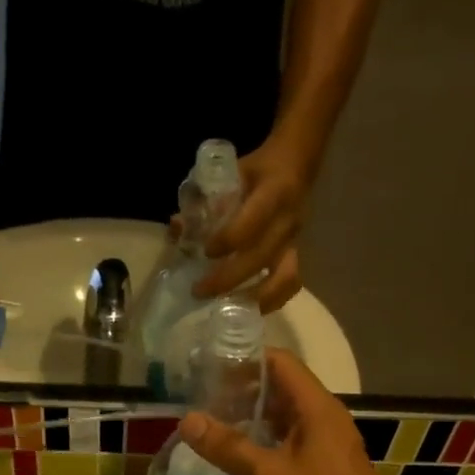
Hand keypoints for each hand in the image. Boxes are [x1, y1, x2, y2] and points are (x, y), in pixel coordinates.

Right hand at [177, 350, 407, 474]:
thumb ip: (228, 446)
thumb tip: (187, 420)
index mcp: (317, 409)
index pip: (280, 363)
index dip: (244, 360)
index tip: (206, 368)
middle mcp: (324, 421)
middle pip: (280, 391)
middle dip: (240, 393)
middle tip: (199, 402)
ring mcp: (326, 449)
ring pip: (283, 423)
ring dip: (249, 423)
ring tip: (210, 431)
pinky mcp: (323, 474)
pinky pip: (288, 448)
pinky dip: (262, 448)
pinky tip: (235, 463)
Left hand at [194, 139, 309, 312]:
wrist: (297, 164)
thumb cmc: (257, 170)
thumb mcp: (232, 171)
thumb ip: (206, 199)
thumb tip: (178, 228)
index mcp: (273, 192)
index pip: (251, 222)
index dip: (228, 241)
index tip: (206, 252)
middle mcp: (287, 220)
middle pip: (260, 258)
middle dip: (227, 279)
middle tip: (199, 291)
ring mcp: (295, 241)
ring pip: (282, 278)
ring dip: (254, 298)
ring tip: (226, 310)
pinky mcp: (297, 255)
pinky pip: (290, 284)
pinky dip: (272, 301)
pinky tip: (250, 310)